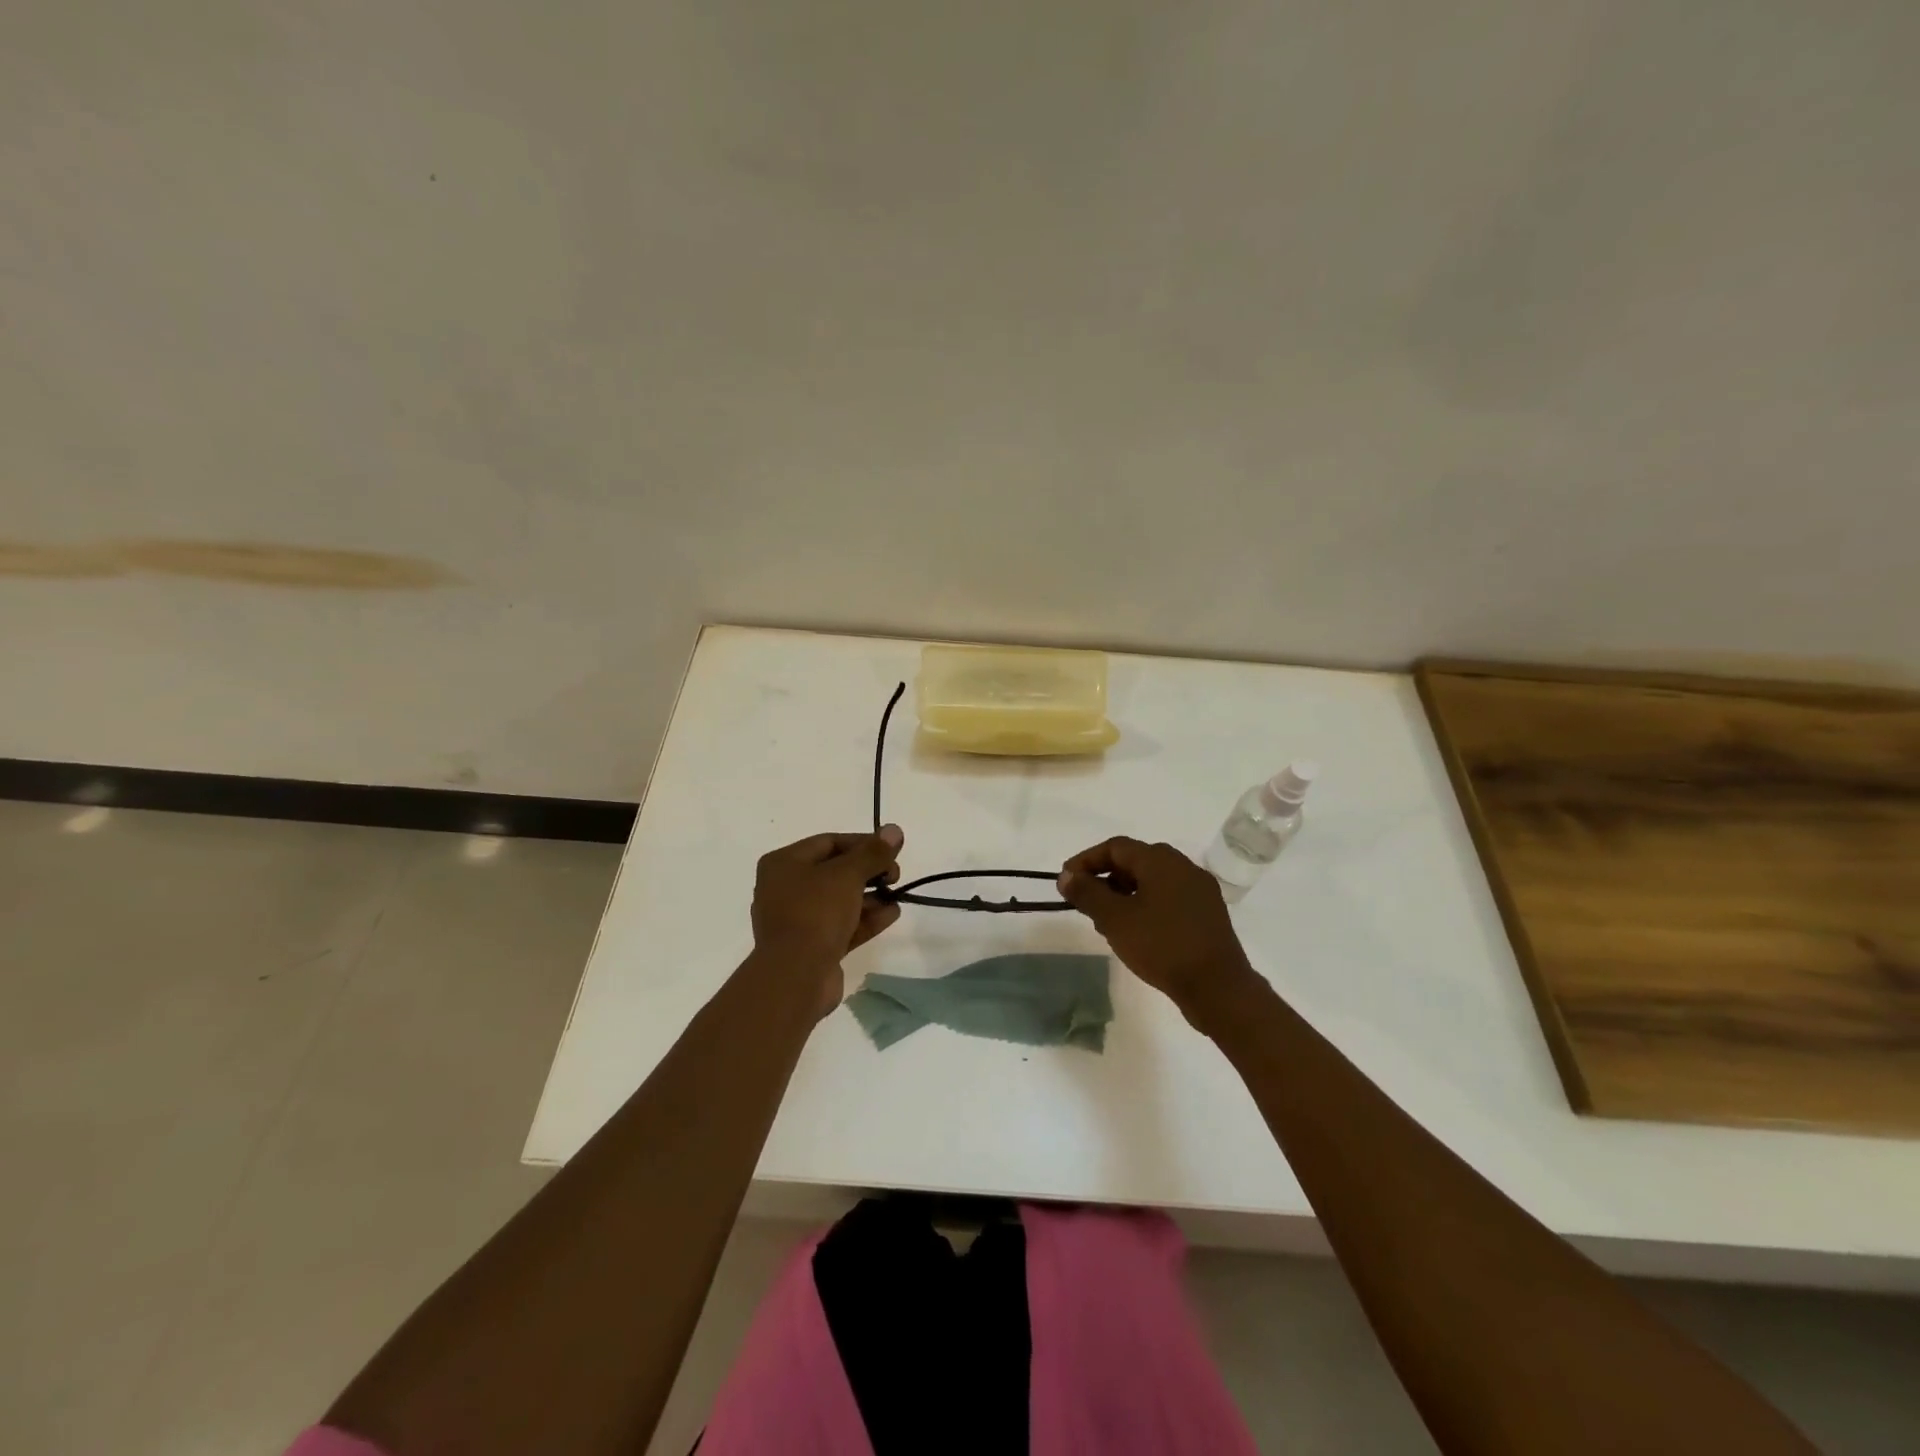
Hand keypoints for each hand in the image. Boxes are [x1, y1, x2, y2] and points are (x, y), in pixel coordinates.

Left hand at [751, 826, 904, 1013]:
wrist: (795, 976)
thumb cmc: (816, 913)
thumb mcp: (847, 875)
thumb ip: (873, 853)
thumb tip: (894, 830)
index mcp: (783, 864)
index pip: (829, 842)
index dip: (863, 843)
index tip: (892, 849)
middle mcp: (784, 889)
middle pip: (834, 871)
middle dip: (868, 871)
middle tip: (895, 875)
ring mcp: (797, 920)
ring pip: (839, 900)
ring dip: (870, 896)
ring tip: (897, 895)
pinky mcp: (811, 947)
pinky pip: (842, 925)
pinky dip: (865, 918)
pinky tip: (892, 914)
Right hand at [1057, 837, 1256, 1014]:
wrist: (1218, 988)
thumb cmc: (1162, 946)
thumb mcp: (1115, 919)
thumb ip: (1087, 893)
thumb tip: (1066, 876)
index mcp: (1161, 860)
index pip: (1115, 847)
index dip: (1086, 861)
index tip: (1067, 882)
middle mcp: (1183, 866)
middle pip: (1135, 862)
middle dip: (1106, 878)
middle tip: (1086, 903)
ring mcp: (1200, 890)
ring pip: (1152, 881)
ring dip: (1125, 894)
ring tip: (1107, 922)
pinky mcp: (1208, 914)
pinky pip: (1169, 898)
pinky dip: (1146, 905)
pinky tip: (1137, 932)